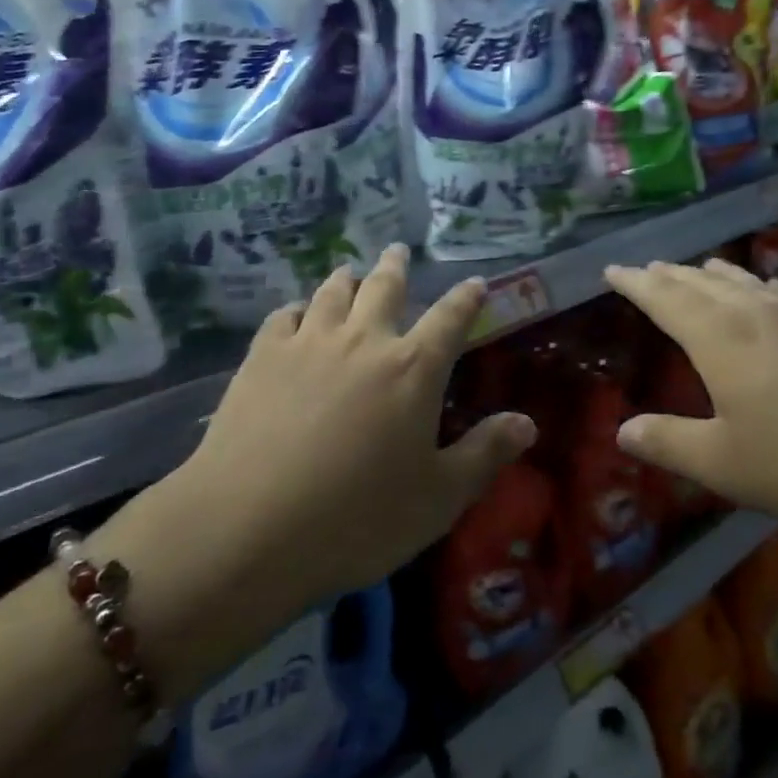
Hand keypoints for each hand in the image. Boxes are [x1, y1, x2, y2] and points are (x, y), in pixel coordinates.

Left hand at [166, 245, 535, 612]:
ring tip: (350, 269)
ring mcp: (309, 343)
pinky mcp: (262, 357)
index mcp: (413, 369)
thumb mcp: (438, 498)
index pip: (451, 318)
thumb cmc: (358, 519)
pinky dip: (296, 308)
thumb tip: (528, 422)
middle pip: (384, 288)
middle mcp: (364, 340)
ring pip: (332, 292)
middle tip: (398, 251)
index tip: (476, 282)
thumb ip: (484, 454)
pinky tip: (295, 312)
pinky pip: (283, 316)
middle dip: (396, 267)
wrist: (250, 526)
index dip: (467, 298)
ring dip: (346, 277)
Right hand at [604, 258, 777, 540]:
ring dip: (710, 274)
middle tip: (646, 269)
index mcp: (720, 340)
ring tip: (694, 269)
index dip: (636, 283)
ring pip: (742, 282)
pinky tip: (765, 290)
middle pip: (701, 283)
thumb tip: (622, 429)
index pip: (665, 299)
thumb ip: (669, 444)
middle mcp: (754, 316)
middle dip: (669, 275)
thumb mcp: (726, 466)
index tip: (612, 269)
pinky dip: (757, 285)